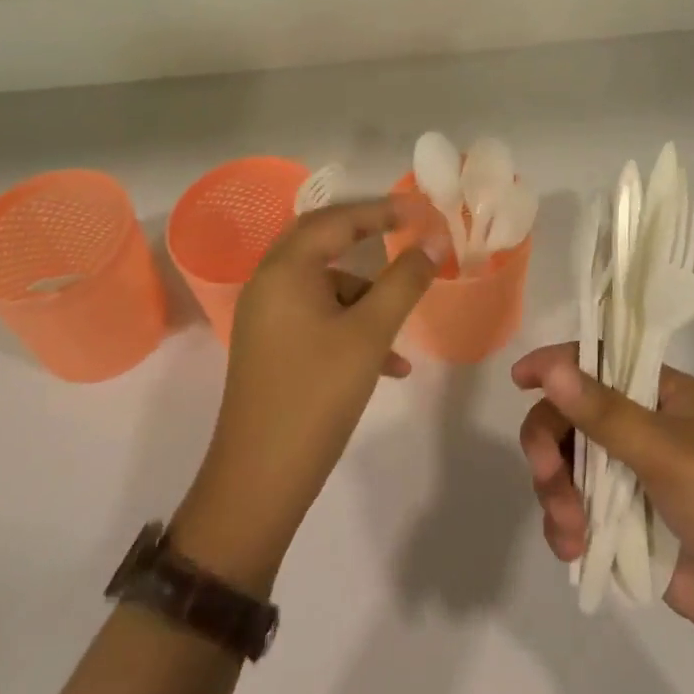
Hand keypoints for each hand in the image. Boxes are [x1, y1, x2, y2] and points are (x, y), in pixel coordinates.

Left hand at [173, 198, 443, 591]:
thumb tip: (434, 242)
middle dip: (369, 239)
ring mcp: (266, 316)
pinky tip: (387, 365)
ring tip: (402, 334)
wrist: (258, 483)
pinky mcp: (271, 346)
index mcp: (285, 270)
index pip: (337, 219)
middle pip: (325, 243)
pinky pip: (317, 317)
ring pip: (325, 286)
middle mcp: (269, 283)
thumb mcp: (371, 334)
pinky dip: (352, 327)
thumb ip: (404, 281)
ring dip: (367, 298)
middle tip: (408, 234)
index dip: (381, 210)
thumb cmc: (317, 395)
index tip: (420, 210)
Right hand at [512, 343, 693, 659]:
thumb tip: (551, 366)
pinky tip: (572, 548)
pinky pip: (574, 508)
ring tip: (570, 530)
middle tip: (547, 476)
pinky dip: (564, 524)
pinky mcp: (622, 521)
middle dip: (550, 446)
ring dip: (555, 492)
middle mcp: (640, 425)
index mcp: (659, 392)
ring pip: (566, 465)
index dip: (558, 364)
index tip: (520, 379)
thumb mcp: (667, 451)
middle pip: (571, 415)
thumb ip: (605, 413)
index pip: (598, 360)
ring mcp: (629, 475)